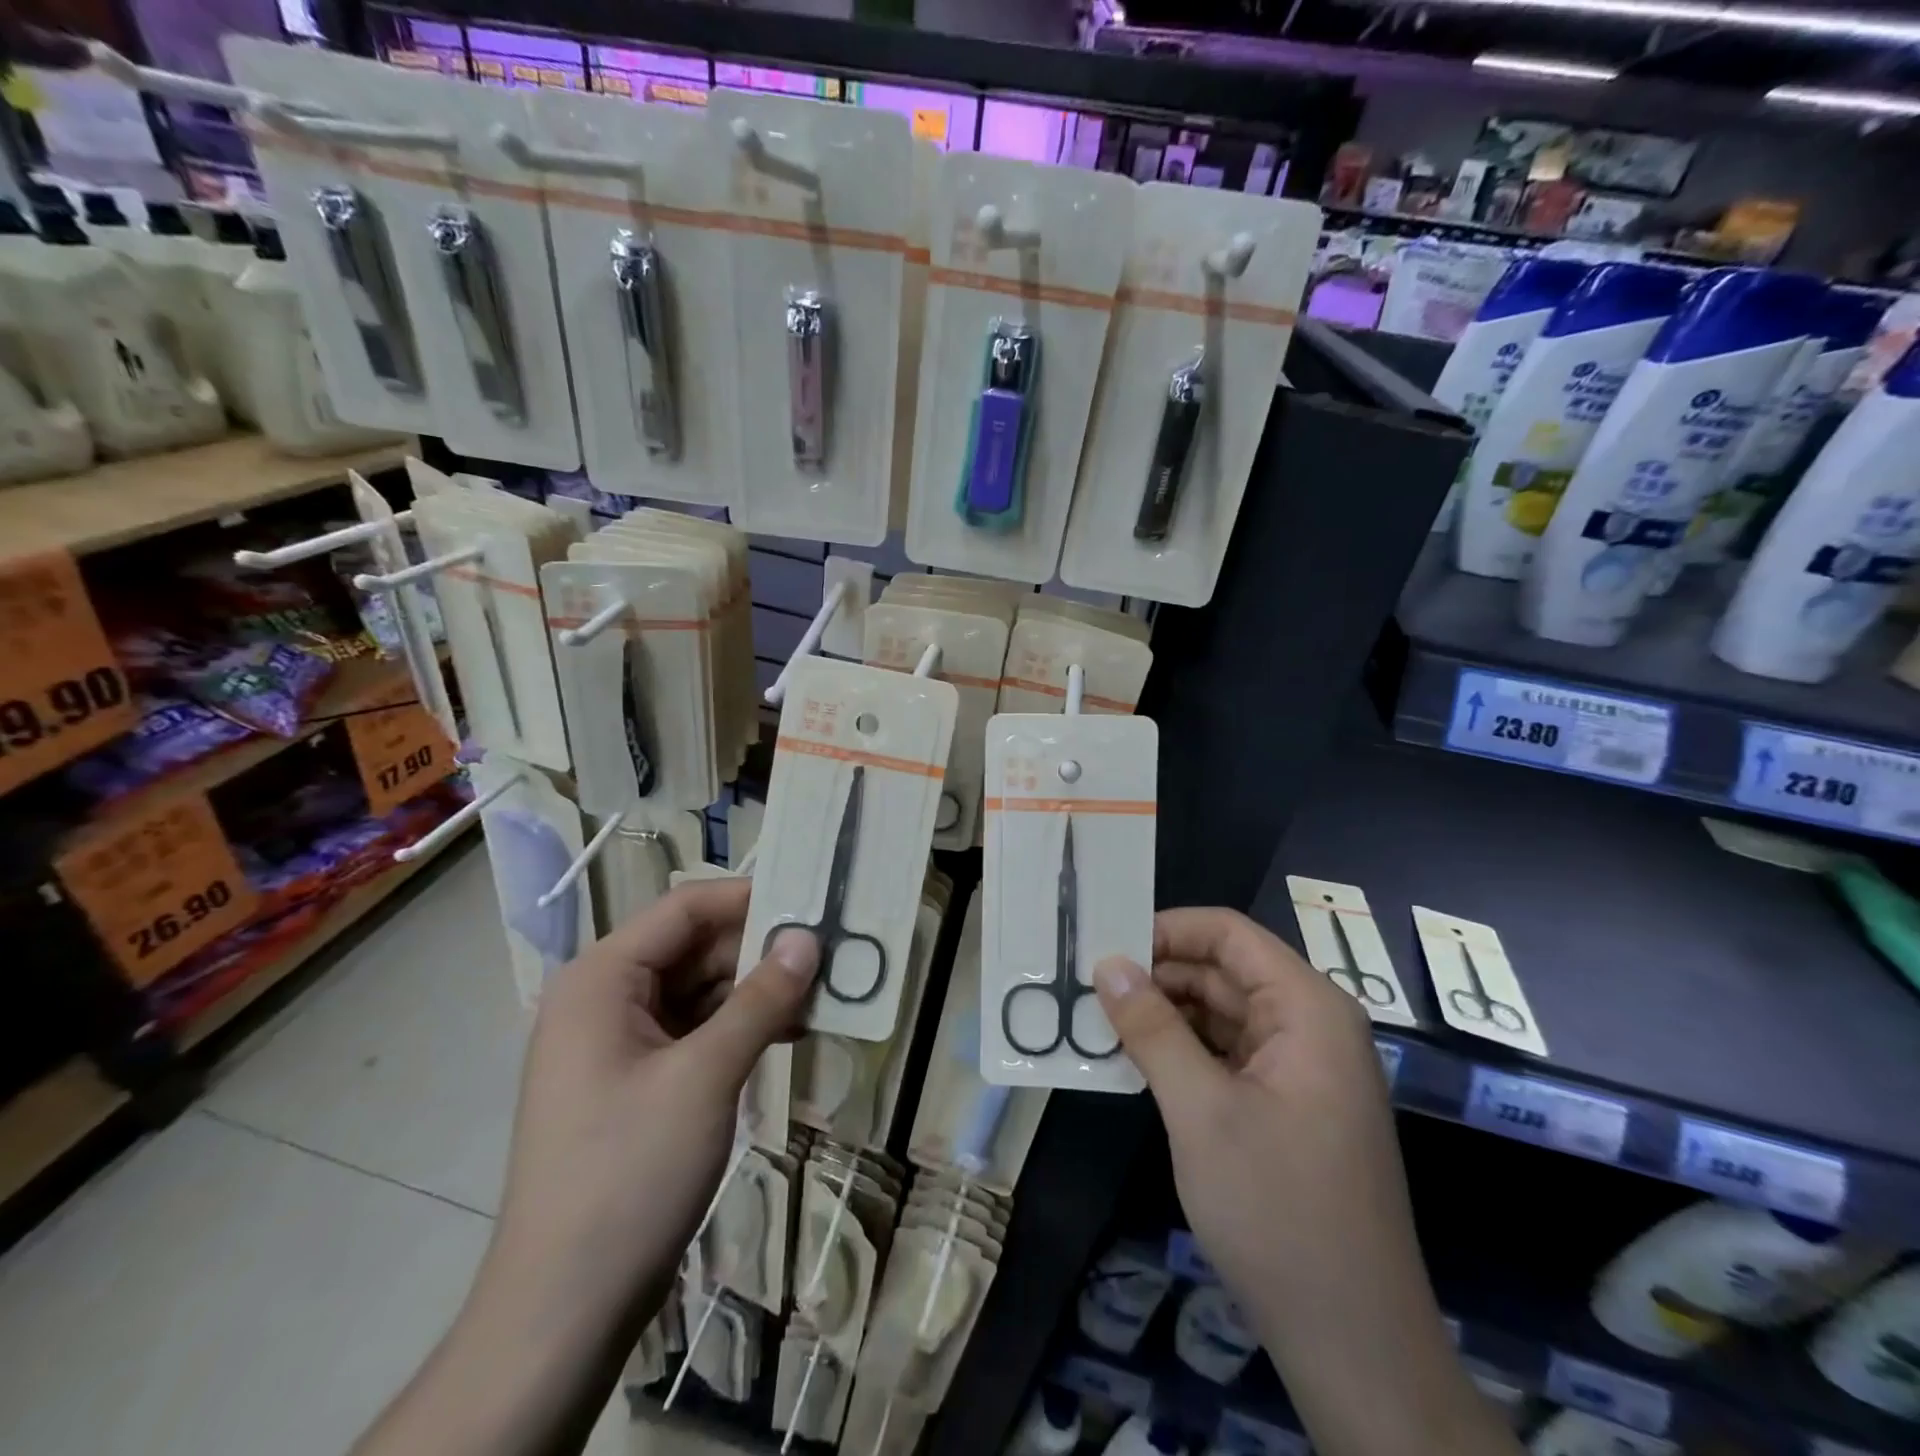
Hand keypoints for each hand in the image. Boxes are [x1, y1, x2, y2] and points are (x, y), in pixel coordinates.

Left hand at [487, 879, 820, 1327]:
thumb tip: (808, 938)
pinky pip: (695, 1030)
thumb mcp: (705, 1077)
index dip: (749, 898)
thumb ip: (761, 1000)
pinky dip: (739, 1027)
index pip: (684, 909)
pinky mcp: (637, 1080)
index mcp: (601, 979)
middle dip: (760, 950)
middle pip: (694, 948)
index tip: (812, 903)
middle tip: (830, 955)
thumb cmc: (629, 1173)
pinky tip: (789, 1035)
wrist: (564, 1309)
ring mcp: (619, 1042)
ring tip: (821, 997)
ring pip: (699, 990)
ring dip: (757, 991)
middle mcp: (605, 998)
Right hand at [1093, 908, 1514, 1455]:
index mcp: (1308, 1008)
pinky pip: (1229, 1053)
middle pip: (1224, 971)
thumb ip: (1151, 1028)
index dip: (1167, 929)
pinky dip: (1183, 1050)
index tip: (1105, 944)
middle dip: (1158, 974)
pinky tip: (1135, 1059)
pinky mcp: (1289, 1104)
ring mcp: (1302, 1067)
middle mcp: (1311, 1025)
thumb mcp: (1201, 1111)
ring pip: (1222, 1012)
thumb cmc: (1278, 1210)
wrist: (1354, 1342)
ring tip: (1098, 1017)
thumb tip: (1106, 964)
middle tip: (1087, 983)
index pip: (1229, 934)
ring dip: (1165, 1014)